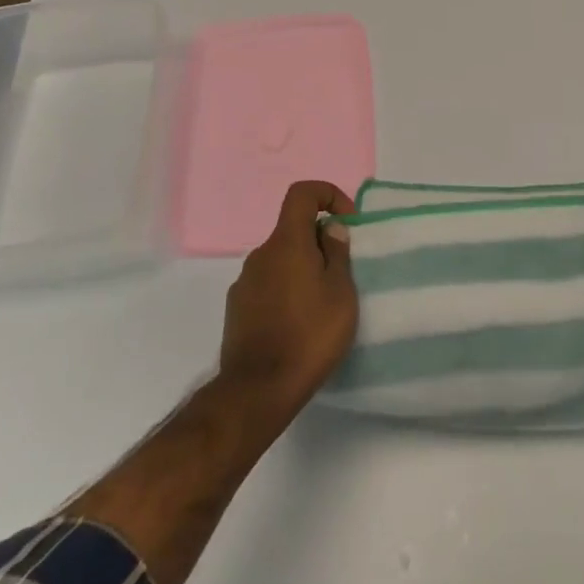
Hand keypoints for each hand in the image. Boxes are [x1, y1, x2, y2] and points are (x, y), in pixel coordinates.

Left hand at [217, 181, 357, 425]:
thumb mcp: (341, 293)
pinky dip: (286, 290)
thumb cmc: (310, 335)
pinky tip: (299, 322)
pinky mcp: (237, 309)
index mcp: (286, 243)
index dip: (327, 195)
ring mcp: (244, 282)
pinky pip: (268, 284)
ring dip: (303, 269)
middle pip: (293, 230)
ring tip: (322, 304)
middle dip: (319, 241)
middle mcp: (260, 255)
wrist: (258, 390)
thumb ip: (338, 254)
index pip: (302, 193)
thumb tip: (330, 228)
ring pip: (281, 260)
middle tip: (342, 273)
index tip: (347, 221)